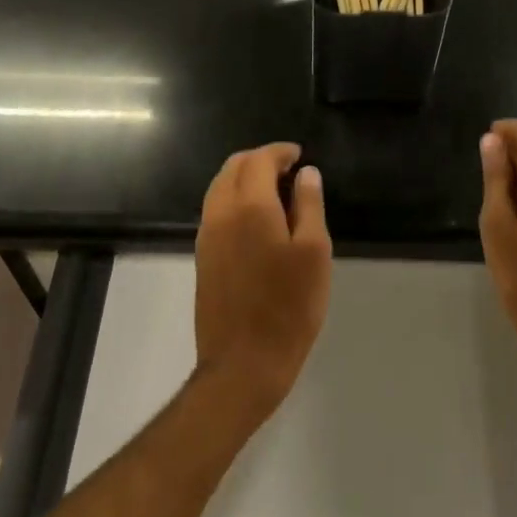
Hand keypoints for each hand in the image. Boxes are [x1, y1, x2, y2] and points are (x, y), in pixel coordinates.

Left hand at [194, 143, 332, 421]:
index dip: (279, 151)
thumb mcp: (314, 253)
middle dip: (259, 160)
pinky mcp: (202, 257)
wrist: (243, 364)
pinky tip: (256, 218)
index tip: (299, 155)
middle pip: (233, 168)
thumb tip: (306, 173)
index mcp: (249, 206)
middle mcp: (220, 213)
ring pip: (219, 187)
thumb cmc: (289, 308)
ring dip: (244, 178)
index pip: (259, 160)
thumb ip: (309, 205)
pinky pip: (215, 210)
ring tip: (275, 191)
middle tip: (289, 170)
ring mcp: (206, 236)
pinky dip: (234, 198)